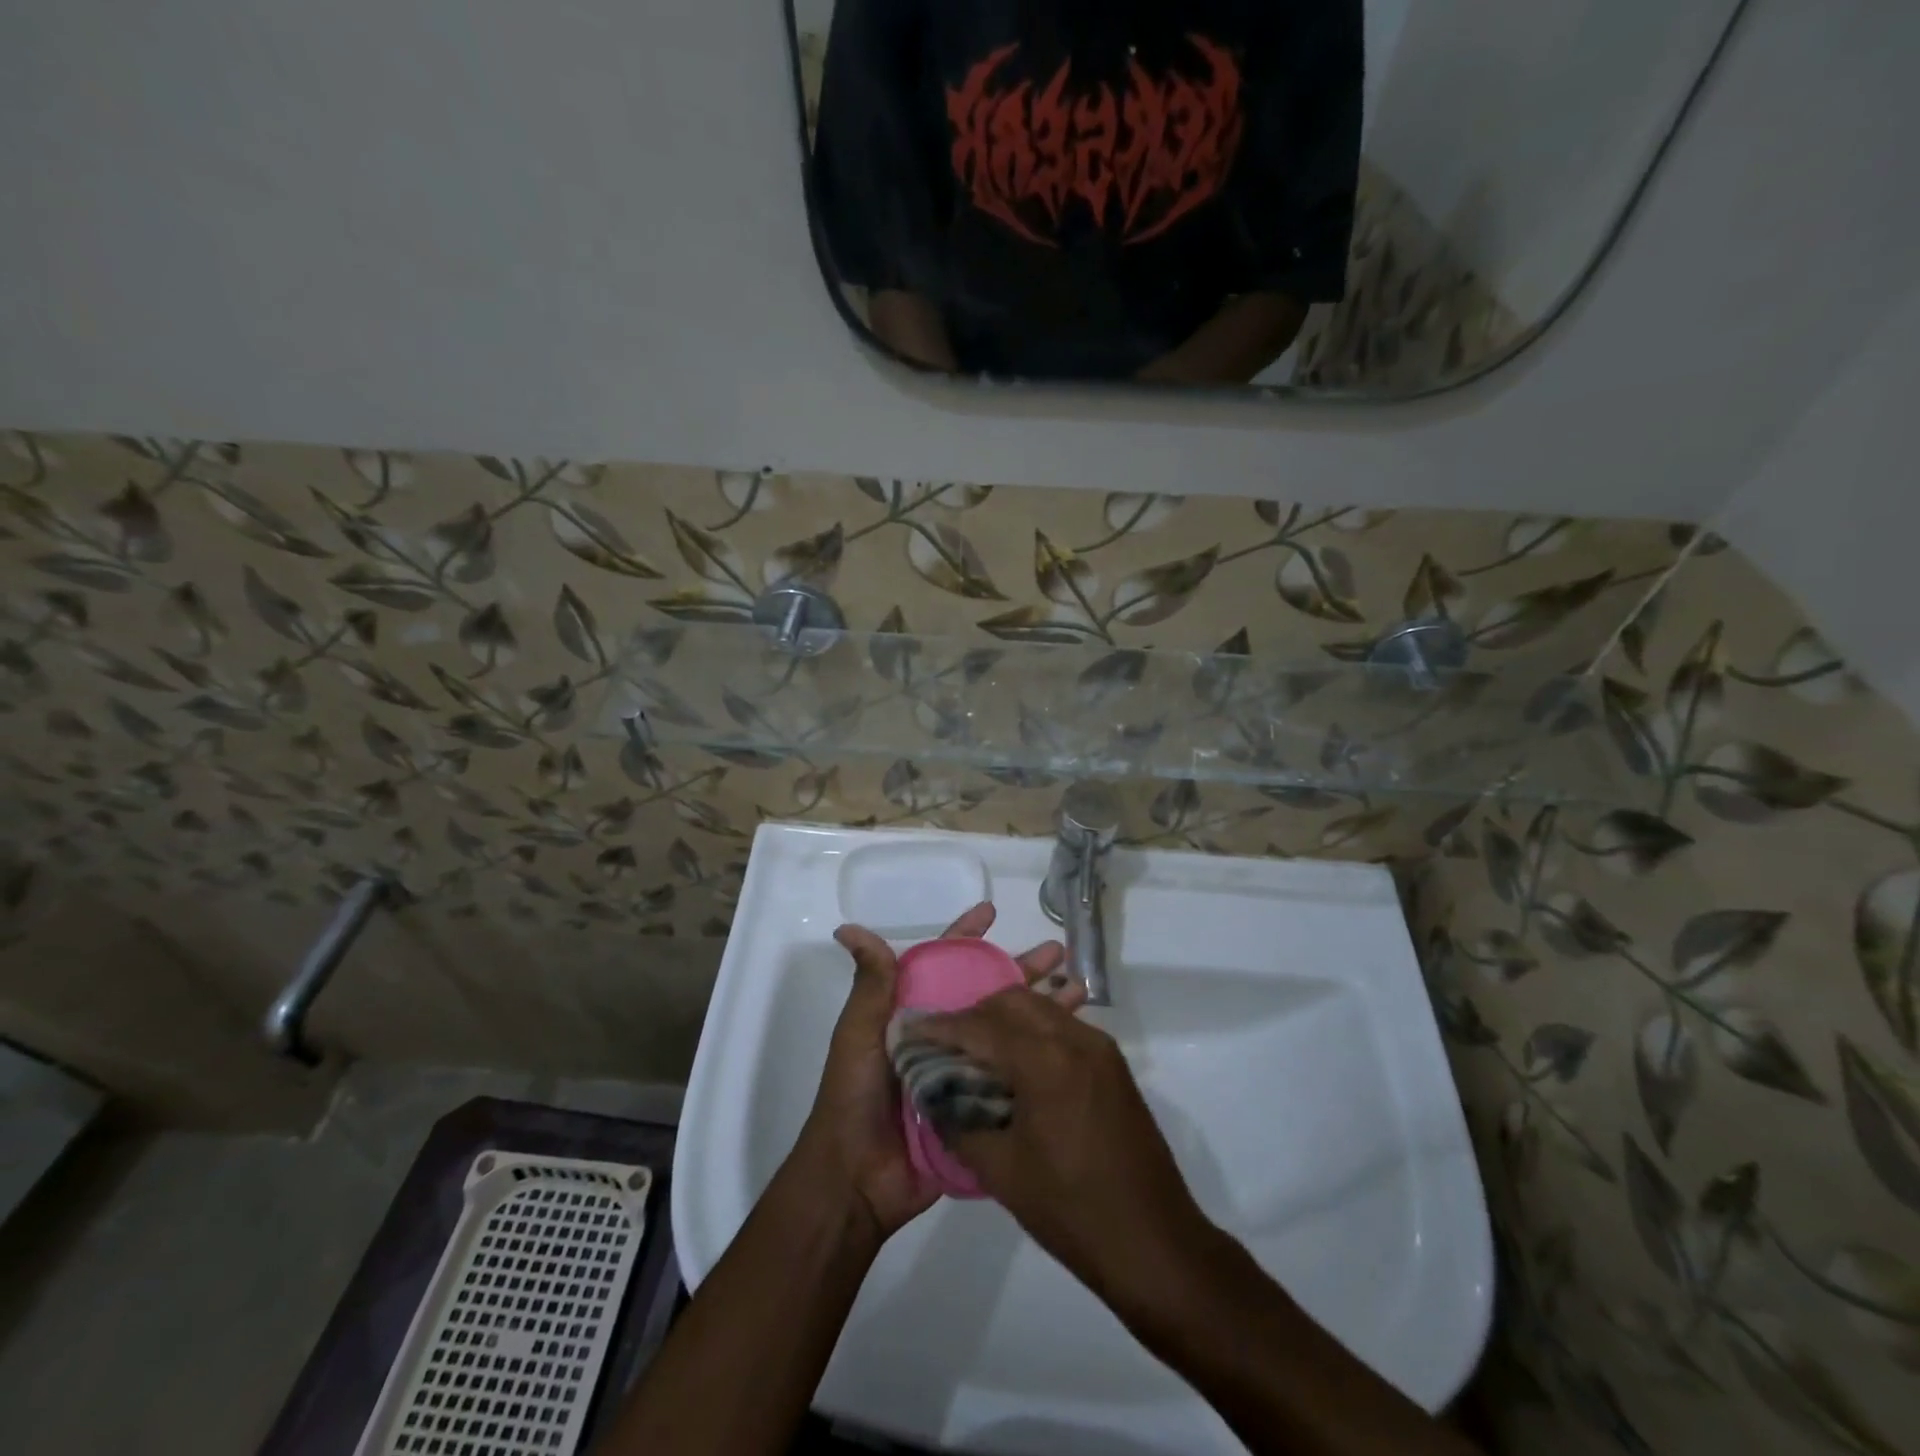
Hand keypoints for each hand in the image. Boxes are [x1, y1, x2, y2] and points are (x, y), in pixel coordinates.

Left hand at [793, 903, 1064, 1244]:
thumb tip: (848, 929)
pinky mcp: (982, 1107)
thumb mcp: (859, 1033)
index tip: (992, 913)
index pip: (945, 964)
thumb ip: (870, 984)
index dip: (968, 938)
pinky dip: (1043, 1058)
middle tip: (1059, 952)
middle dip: (1021, 969)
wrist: (858, 1179)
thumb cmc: (855, 1095)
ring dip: (1041, 1009)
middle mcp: (944, 1036)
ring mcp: (966, 1072)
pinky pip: (1017, 1075)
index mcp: (915, 1014)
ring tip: (1079, 991)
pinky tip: (1073, 1044)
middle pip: (989, 993)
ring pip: (1009, 1030)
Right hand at [913, 990, 1211, 1313]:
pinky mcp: (1112, 1064)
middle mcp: (1075, 1039)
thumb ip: (959, 1123)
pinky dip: (1034, 1032)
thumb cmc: (1072, 1210)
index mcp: (1045, 1060)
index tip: (913, 1029)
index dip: (942, 1027)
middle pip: (1014, 1001)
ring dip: (1006, 1019)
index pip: (981, 1026)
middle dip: (975, 1014)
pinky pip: (1063, 1027)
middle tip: (947, 1042)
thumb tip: (933, 1096)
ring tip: (977, 1051)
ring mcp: (1100, 1048)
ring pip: (1041, 1009)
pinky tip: (1017, 1064)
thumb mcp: (1002, 1171)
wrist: (1155, 1243)